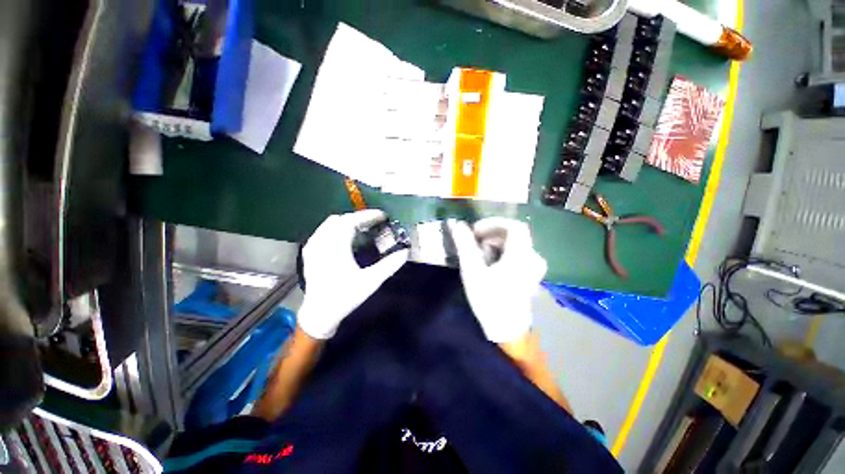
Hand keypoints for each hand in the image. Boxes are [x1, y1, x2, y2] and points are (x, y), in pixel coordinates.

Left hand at [298, 210, 409, 338]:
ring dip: (347, 222)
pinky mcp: (310, 252)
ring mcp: (313, 246)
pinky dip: (336, 229)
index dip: (368, 215)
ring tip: (362, 228)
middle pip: (341, 219)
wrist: (319, 314)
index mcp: (336, 246)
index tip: (382, 215)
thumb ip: (389, 265)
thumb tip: (405, 252)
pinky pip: (323, 232)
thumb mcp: (370, 281)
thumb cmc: (345, 297)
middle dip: (359, 218)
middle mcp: (322, 242)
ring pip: (330, 224)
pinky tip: (344, 238)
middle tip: (375, 223)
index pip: (351, 220)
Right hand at [448, 218, 546, 342]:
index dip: (493, 223)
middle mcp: (533, 258)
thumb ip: (464, 244)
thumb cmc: (488, 299)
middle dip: (492, 234)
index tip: (476, 230)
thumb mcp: (472, 270)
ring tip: (480, 253)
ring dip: (496, 243)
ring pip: (515, 244)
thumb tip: (456, 223)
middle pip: (514, 235)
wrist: (505, 329)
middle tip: (474, 241)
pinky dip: (502, 252)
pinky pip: (517, 254)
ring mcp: (534, 268)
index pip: (513, 226)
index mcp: (521, 255)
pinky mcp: (530, 275)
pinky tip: (490, 263)